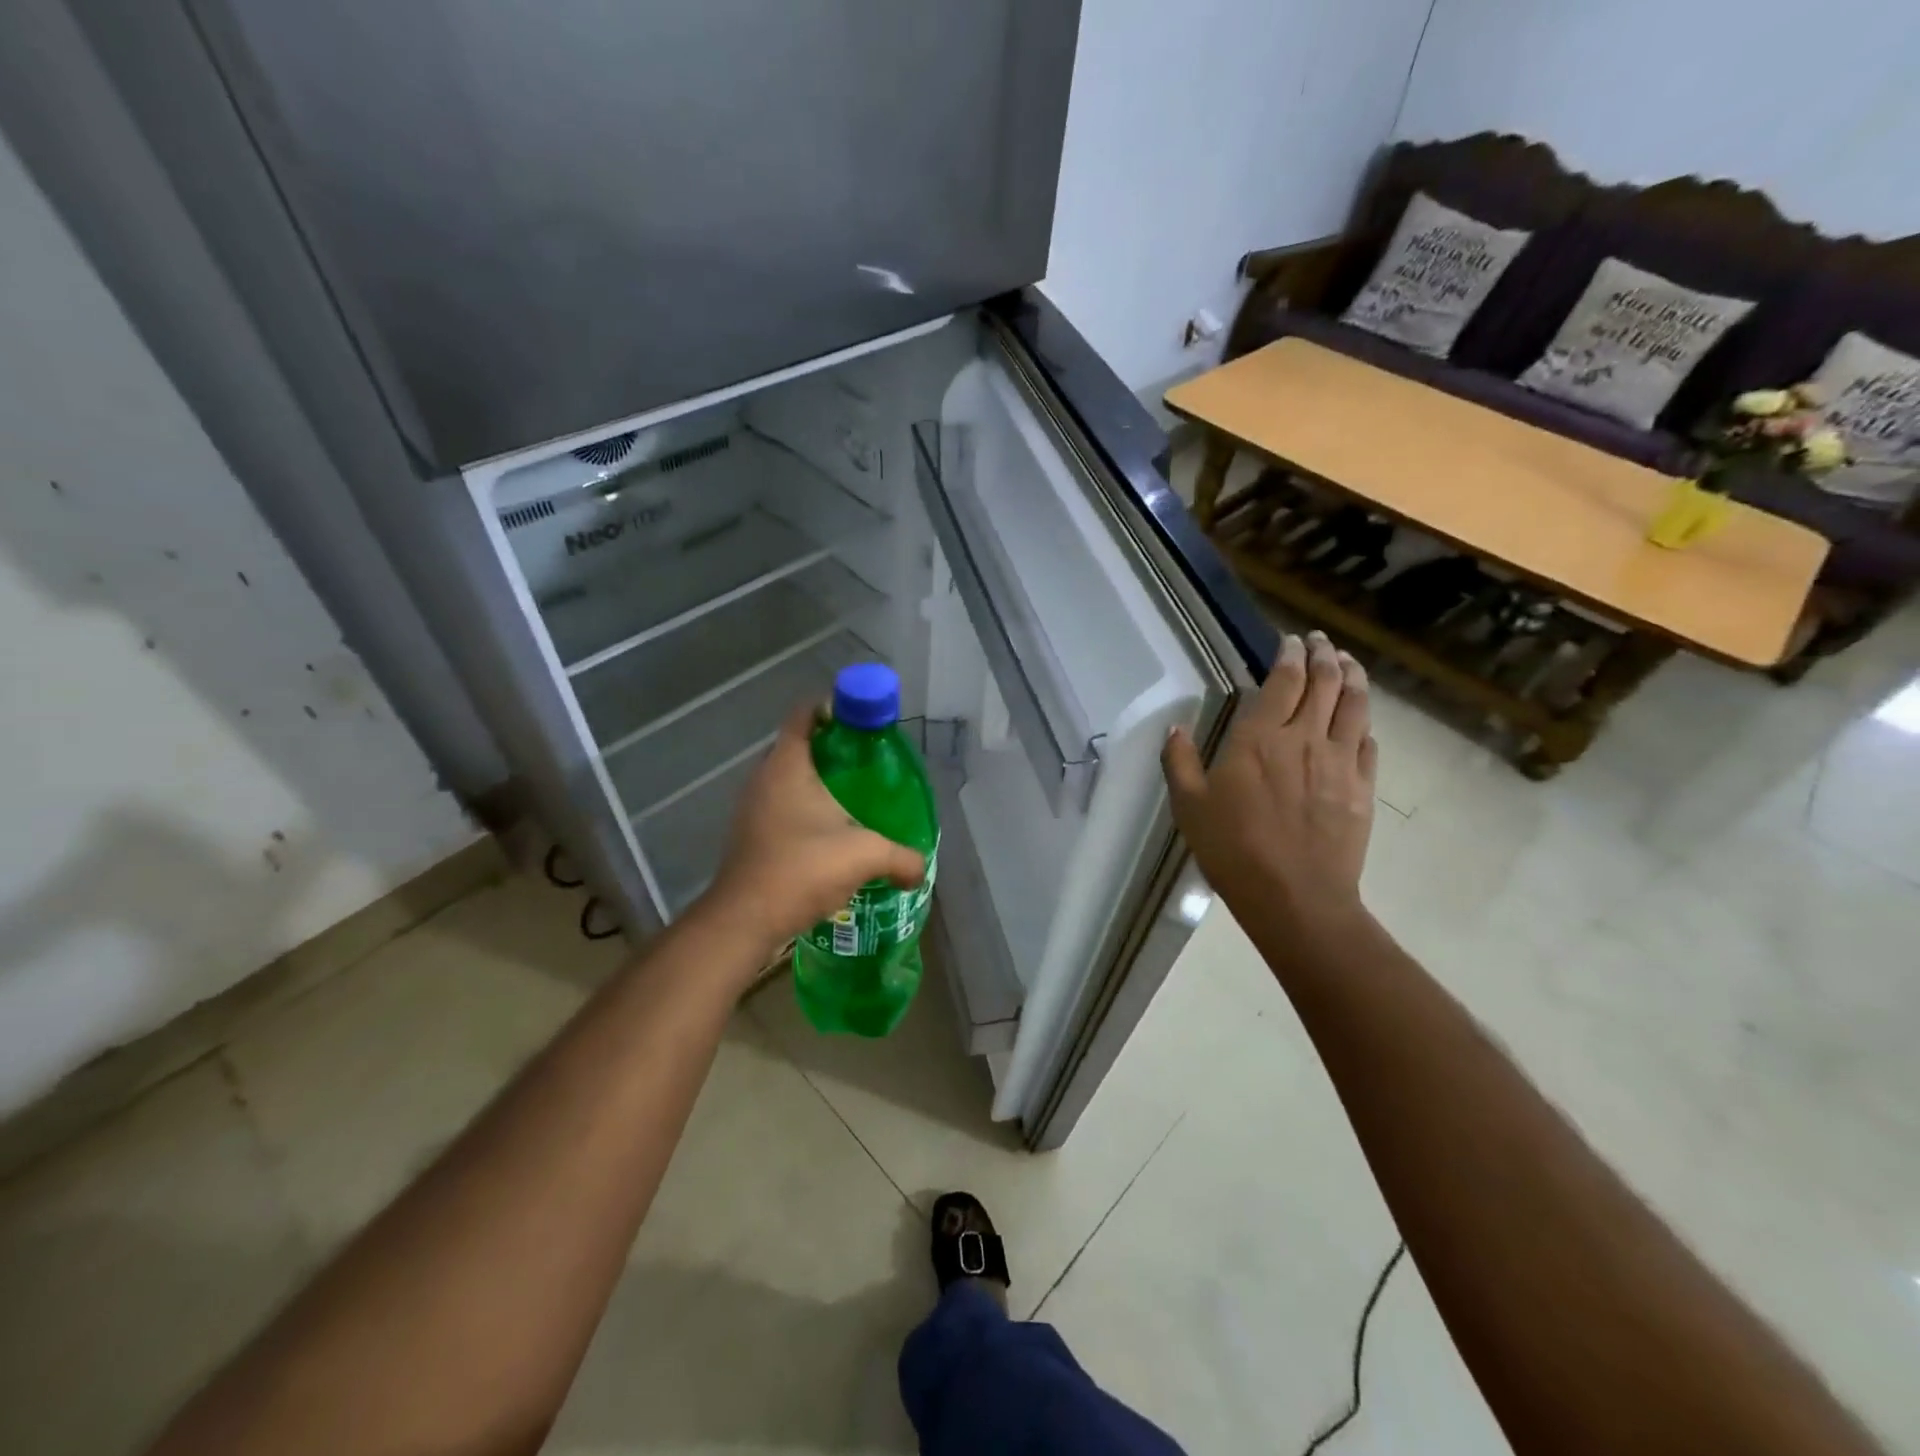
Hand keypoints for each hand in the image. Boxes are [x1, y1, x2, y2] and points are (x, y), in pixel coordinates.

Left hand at [703, 702, 925, 959]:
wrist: (745, 919)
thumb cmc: (802, 869)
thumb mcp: (864, 856)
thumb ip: (901, 857)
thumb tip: (921, 868)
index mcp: (787, 766)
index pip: (804, 715)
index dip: (833, 708)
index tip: (862, 721)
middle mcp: (763, 778)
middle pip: (798, 746)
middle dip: (833, 750)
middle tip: (868, 763)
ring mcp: (752, 808)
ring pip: (789, 780)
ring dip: (818, 784)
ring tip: (854, 800)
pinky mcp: (750, 834)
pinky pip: (781, 807)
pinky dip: (805, 810)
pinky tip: (831, 834)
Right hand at [1162, 631, 1377, 929]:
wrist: (1295, 897)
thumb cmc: (1233, 849)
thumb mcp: (1189, 806)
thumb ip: (1179, 762)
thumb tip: (1174, 727)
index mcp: (1259, 738)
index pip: (1284, 682)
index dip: (1290, 656)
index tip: (1291, 641)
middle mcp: (1305, 738)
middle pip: (1324, 683)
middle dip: (1324, 655)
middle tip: (1321, 642)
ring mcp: (1340, 761)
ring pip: (1355, 705)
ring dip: (1353, 678)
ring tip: (1349, 663)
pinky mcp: (1362, 787)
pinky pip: (1369, 744)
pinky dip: (1364, 724)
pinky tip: (1362, 722)